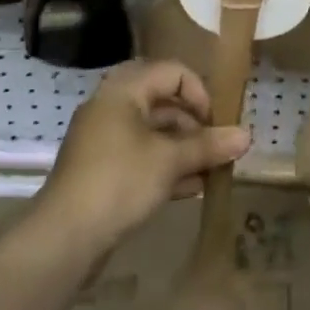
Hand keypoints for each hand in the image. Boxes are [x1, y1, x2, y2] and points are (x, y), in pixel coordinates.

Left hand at [35, 59, 250, 259]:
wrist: (63, 237)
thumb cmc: (119, 181)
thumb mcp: (169, 161)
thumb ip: (208, 146)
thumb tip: (246, 136)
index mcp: (124, 90)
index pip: (172, 71)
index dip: (199, 92)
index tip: (216, 123)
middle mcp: (111, 106)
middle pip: (162, 101)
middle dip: (193, 123)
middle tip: (216, 145)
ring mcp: (103, 139)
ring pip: (152, 132)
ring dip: (182, 147)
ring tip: (210, 171)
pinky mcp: (100, 170)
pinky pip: (140, 156)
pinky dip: (165, 165)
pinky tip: (191, 188)